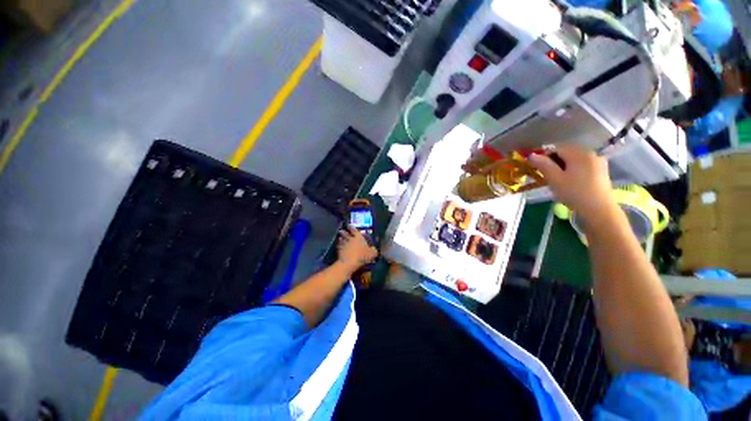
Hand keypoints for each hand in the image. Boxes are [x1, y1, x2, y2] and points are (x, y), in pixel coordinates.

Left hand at [337, 226, 377, 272]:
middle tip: (341, 230)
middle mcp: (350, 239)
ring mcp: (344, 244)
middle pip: (346, 233)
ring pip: (341, 239)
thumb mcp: (372, 253)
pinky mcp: (339, 250)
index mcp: (358, 237)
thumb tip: (374, 249)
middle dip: (343, 231)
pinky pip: (339, 246)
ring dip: (341, 238)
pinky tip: (339, 246)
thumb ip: (373, 250)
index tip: (349, 225)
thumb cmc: (362, 256)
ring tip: (340, 237)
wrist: (349, 262)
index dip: (352, 227)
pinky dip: (339, 245)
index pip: (354, 230)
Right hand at [528, 145, 616, 223]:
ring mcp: (598, 161)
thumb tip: (531, 155)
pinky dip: (574, 169)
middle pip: (566, 152)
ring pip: (575, 159)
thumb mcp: (554, 179)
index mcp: (578, 153)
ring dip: (564, 166)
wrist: (599, 210)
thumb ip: (543, 165)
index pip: (556, 148)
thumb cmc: (574, 193)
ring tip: (558, 180)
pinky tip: (571, 181)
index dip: (544, 157)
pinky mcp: (601, 170)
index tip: (538, 169)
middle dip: (554, 161)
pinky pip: (583, 164)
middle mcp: (590, 153)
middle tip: (547, 176)